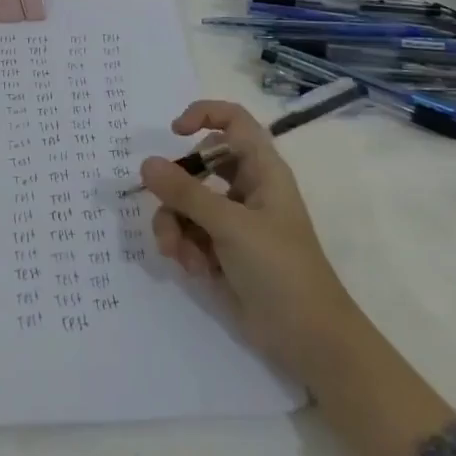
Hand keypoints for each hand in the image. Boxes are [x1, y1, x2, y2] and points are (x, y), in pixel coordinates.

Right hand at [142, 100, 353, 384]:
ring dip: (174, 224)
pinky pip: (188, 233)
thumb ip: (186, 193)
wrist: (308, 340)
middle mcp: (246, 188)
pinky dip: (183, 246)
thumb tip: (146, 163)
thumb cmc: (281, 269)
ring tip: (177, 252)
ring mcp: (233, 221)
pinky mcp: (221, 251)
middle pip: (199, 165)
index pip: (233, 121)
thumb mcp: (231, 226)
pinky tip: (193, 269)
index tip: (174, 132)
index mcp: (262, 170)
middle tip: (164, 204)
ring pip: (186, 203)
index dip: (204, 115)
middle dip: (176, 187)